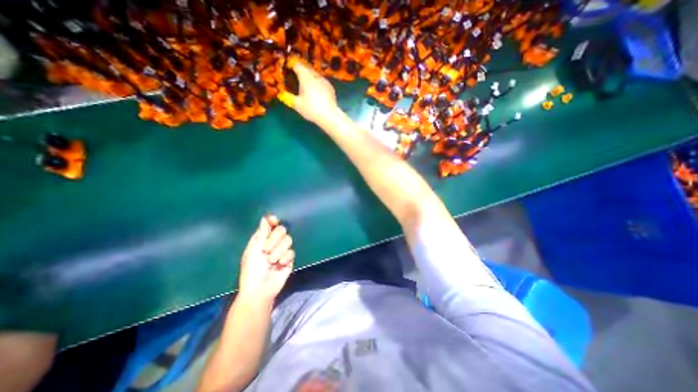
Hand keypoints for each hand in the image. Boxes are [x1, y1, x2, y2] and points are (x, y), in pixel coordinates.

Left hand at [240, 216, 293, 300]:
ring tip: (271, 261)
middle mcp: (274, 242)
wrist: (259, 289)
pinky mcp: (290, 259)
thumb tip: (265, 218)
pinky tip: (279, 265)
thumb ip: (261, 234)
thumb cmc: (251, 270)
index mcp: (263, 239)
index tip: (274, 221)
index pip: (271, 224)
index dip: (273, 221)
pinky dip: (285, 258)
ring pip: (288, 240)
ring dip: (278, 251)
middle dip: (274, 239)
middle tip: (266, 250)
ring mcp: (283, 250)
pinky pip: (291, 252)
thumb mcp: (253, 250)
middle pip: (282, 230)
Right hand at [279, 58, 340, 125]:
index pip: (297, 65)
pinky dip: (317, 83)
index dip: (291, 64)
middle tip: (295, 75)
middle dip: (301, 70)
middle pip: (307, 68)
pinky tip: (316, 91)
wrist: (330, 115)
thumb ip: (288, 97)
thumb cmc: (311, 109)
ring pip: (315, 75)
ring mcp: (325, 81)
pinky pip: (321, 82)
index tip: (287, 66)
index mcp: (306, 77)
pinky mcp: (331, 88)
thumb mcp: (297, 104)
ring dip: (310, 77)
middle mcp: (316, 76)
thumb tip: (281, 94)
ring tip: (306, 84)